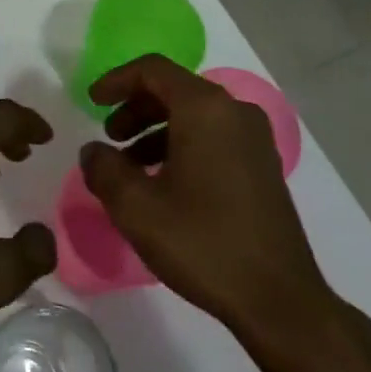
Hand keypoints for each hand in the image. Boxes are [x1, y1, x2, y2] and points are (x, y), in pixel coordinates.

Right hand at [80, 55, 368, 371]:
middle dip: (135, 108)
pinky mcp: (263, 167)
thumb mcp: (136, 208)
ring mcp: (255, 140)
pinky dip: (181, 146)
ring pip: (194, 115)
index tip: (90, 101)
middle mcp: (234, 113)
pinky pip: (213, 137)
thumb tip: (93, 151)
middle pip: (174, 89)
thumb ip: (104, 169)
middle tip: (109, 138)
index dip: (116, 80)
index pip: (153, 70)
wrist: (280, 301)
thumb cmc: (203, 243)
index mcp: (205, 109)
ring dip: (156, 130)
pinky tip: (164, 185)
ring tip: (130, 168)